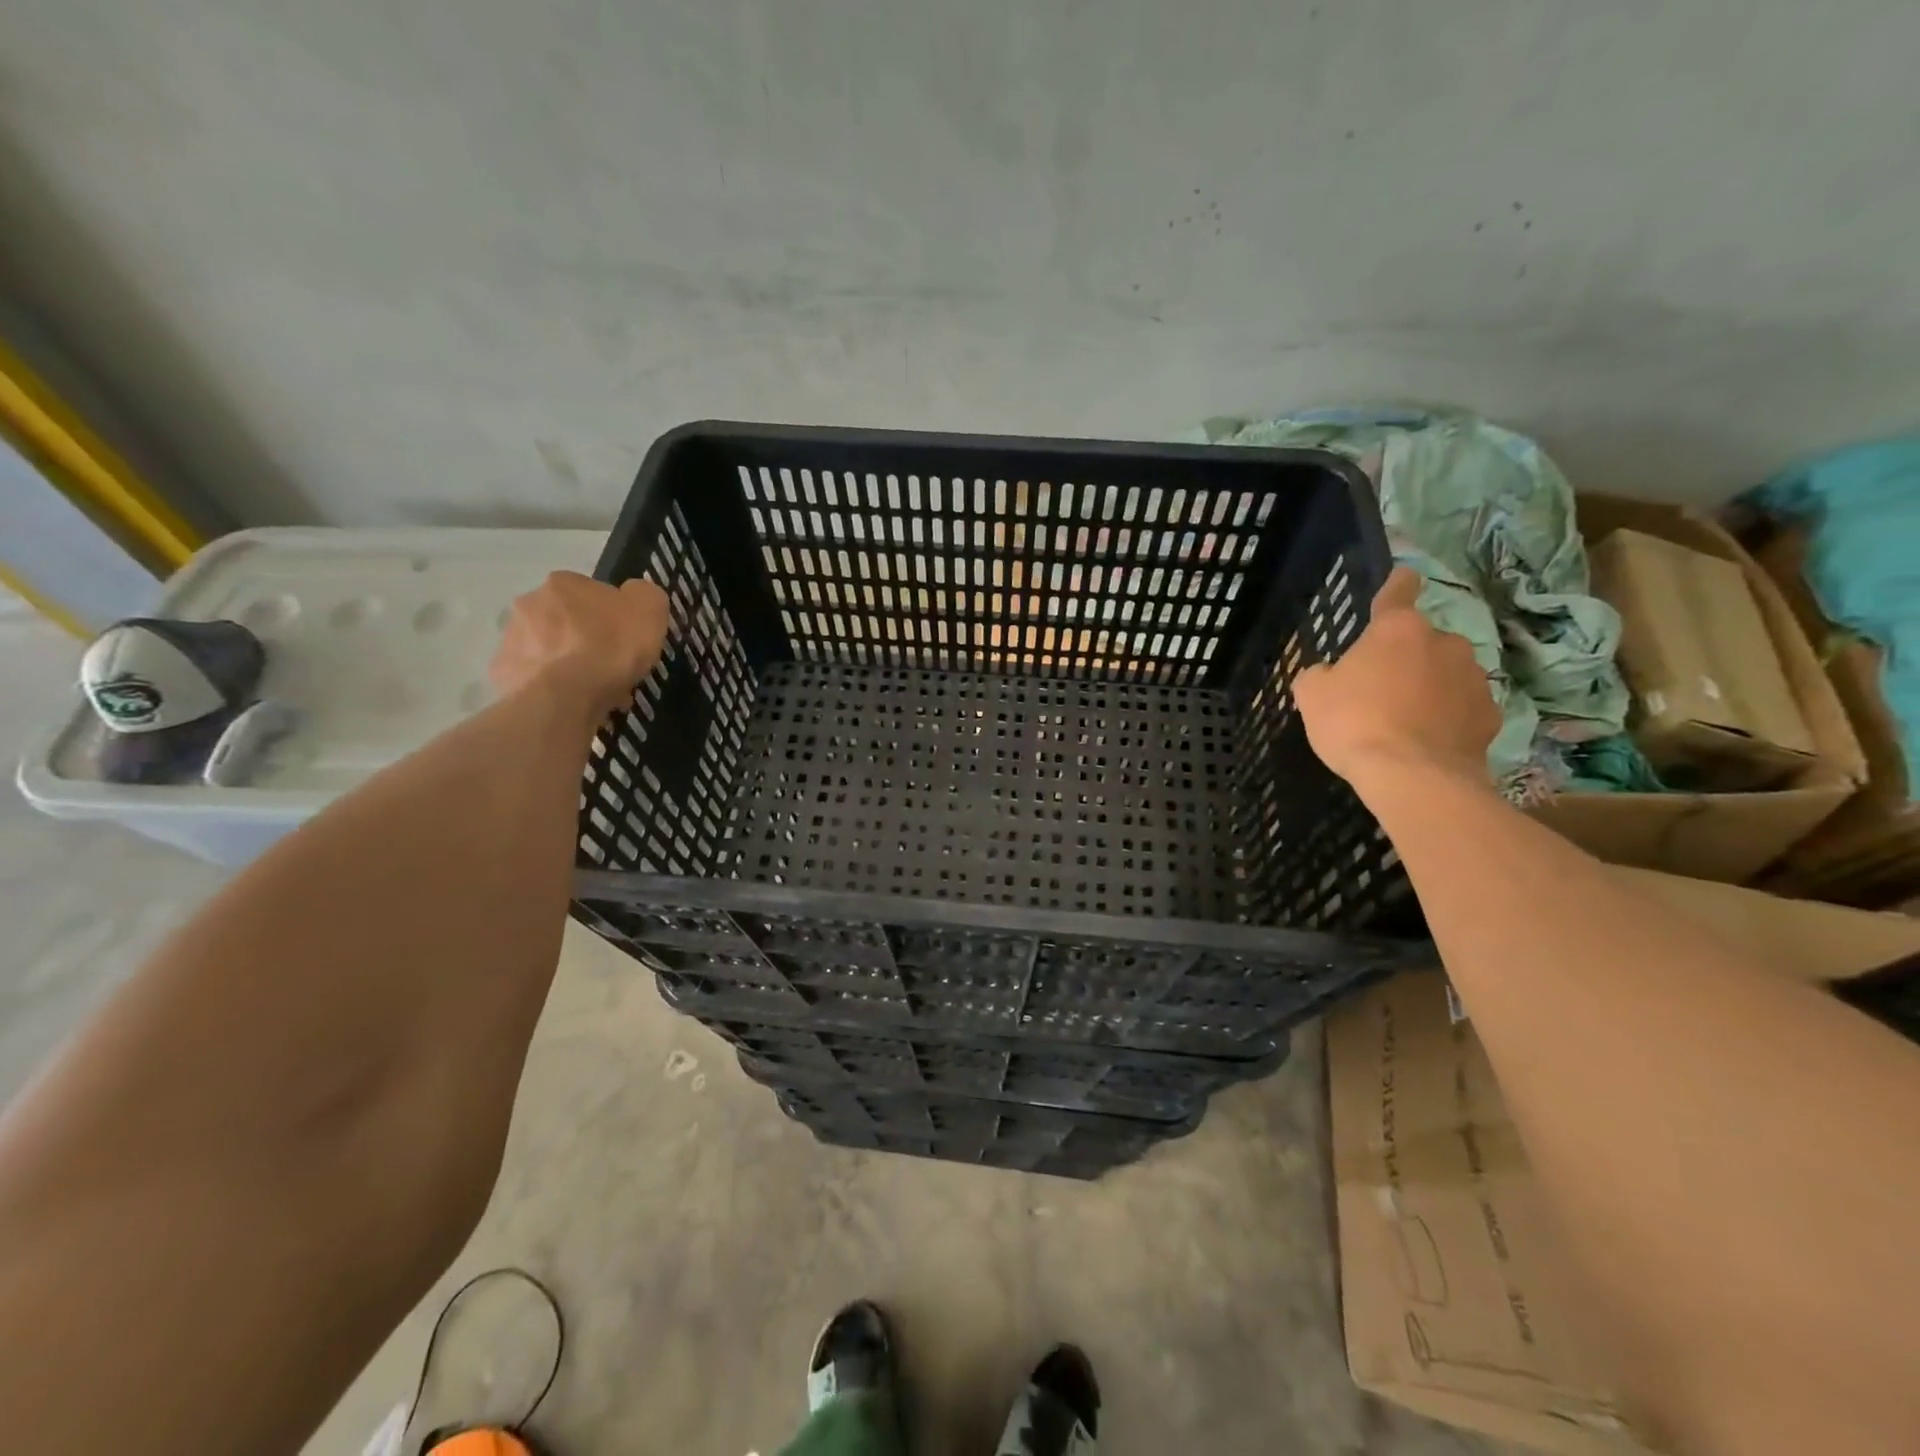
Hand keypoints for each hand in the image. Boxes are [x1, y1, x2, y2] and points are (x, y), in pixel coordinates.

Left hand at [489, 572, 670, 719]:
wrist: (565, 696)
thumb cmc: (611, 647)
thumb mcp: (650, 610)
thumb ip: (644, 595)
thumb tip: (634, 596)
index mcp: (564, 583)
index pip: (591, 592)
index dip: (612, 615)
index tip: (625, 639)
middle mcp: (529, 602)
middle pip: (565, 619)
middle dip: (585, 638)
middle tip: (609, 666)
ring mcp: (511, 637)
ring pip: (548, 648)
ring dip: (566, 662)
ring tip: (592, 690)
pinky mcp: (503, 672)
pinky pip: (535, 676)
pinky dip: (551, 685)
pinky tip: (571, 702)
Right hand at [1292, 565, 1498, 790]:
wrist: (1413, 777)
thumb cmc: (1354, 724)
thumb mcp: (1312, 696)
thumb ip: (1319, 675)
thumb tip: (1329, 674)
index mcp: (1397, 630)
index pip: (1398, 591)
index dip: (1396, 584)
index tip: (1403, 576)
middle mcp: (1443, 642)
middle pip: (1421, 641)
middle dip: (1405, 657)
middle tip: (1379, 689)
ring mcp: (1473, 678)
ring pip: (1445, 673)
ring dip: (1428, 687)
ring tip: (1404, 721)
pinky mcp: (1490, 714)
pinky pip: (1462, 708)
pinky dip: (1448, 718)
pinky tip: (1427, 741)